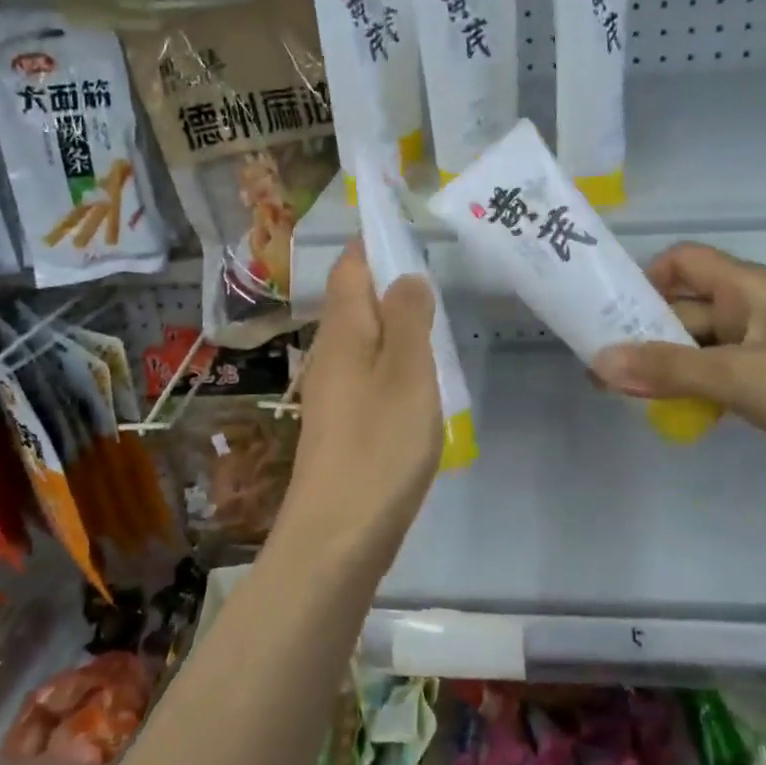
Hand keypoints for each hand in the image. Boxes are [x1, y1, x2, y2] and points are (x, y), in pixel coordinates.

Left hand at [270, 242, 443, 579]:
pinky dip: (393, 362)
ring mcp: (333, 393)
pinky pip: (368, 374)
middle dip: (387, 281)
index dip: (371, 244)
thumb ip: (409, 318)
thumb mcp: (408, 372)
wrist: (338, 536)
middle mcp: (330, 355)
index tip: (405, 228)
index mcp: (343, 332)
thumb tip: (406, 276)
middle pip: (354, 302)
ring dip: (393, 323)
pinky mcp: (343, 426)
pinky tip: (419, 380)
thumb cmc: (379, 445)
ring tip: (435, 321)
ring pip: (363, 340)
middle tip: (435, 273)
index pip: (349, 268)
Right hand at [590, 243, 765, 508]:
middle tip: (600, 365)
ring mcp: (764, 352)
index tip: (611, 312)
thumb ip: (668, 369)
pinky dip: (691, 389)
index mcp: (750, 289)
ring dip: (664, 366)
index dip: (646, 278)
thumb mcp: (739, 375)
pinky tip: (667, 412)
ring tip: (620, 392)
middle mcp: (753, 312)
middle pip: (686, 308)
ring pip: (699, 348)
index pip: (685, 262)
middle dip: (644, 332)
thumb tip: (599, 363)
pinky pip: (718, 378)